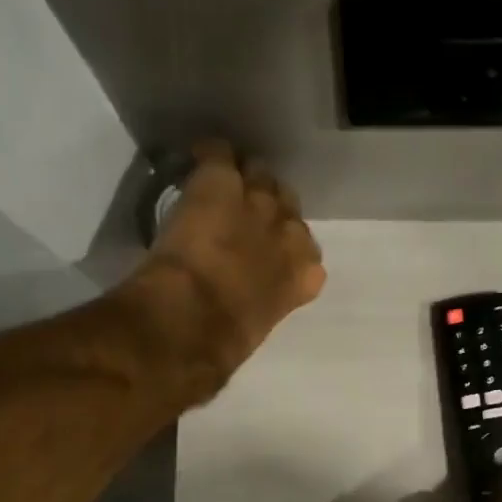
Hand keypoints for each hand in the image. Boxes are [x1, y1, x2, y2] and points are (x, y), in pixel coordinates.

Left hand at [129, 139, 325, 401]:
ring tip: (226, 185)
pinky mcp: (220, 184)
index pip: (310, 255)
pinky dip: (210, 155)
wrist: (192, 323)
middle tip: (245, 216)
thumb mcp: (253, 333)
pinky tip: (200, 159)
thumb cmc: (221, 347)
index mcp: (304, 277)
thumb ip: (257, 312)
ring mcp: (257, 204)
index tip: (270, 255)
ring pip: (260, 174)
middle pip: (288, 206)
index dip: (288, 250)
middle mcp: (290, 234)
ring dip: (245, 180)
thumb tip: (238, 323)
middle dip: (270, 209)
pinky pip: (220, 153)